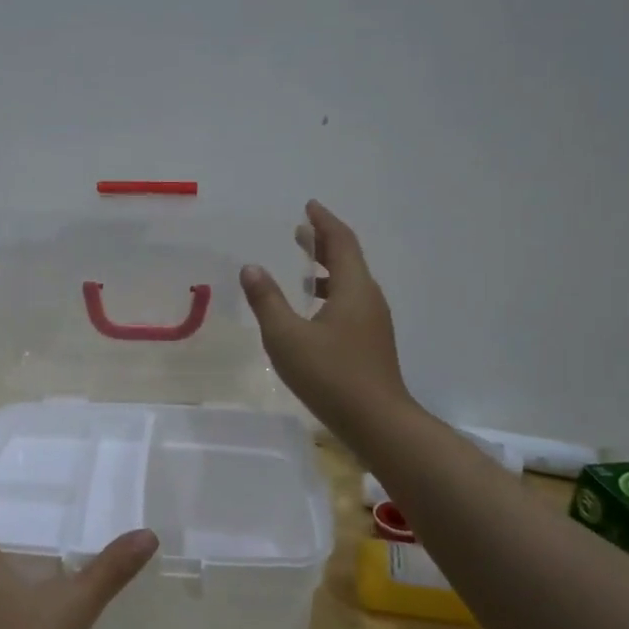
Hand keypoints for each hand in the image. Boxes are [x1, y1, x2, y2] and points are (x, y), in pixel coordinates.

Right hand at [240, 199, 414, 441]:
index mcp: (353, 289)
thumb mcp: (287, 337)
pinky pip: (351, 302)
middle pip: (348, 259)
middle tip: (301, 231)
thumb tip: (251, 268)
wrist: (377, 422)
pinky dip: (332, 292)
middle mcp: (368, 298)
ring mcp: (373, 322)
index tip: (309, 206)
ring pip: (351, 282)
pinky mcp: (371, 342)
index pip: (341, 242)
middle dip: (324, 242)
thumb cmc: (330, 375)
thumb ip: (267, 301)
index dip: (324, 222)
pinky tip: (314, 310)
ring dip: (328, 269)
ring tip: (305, 267)